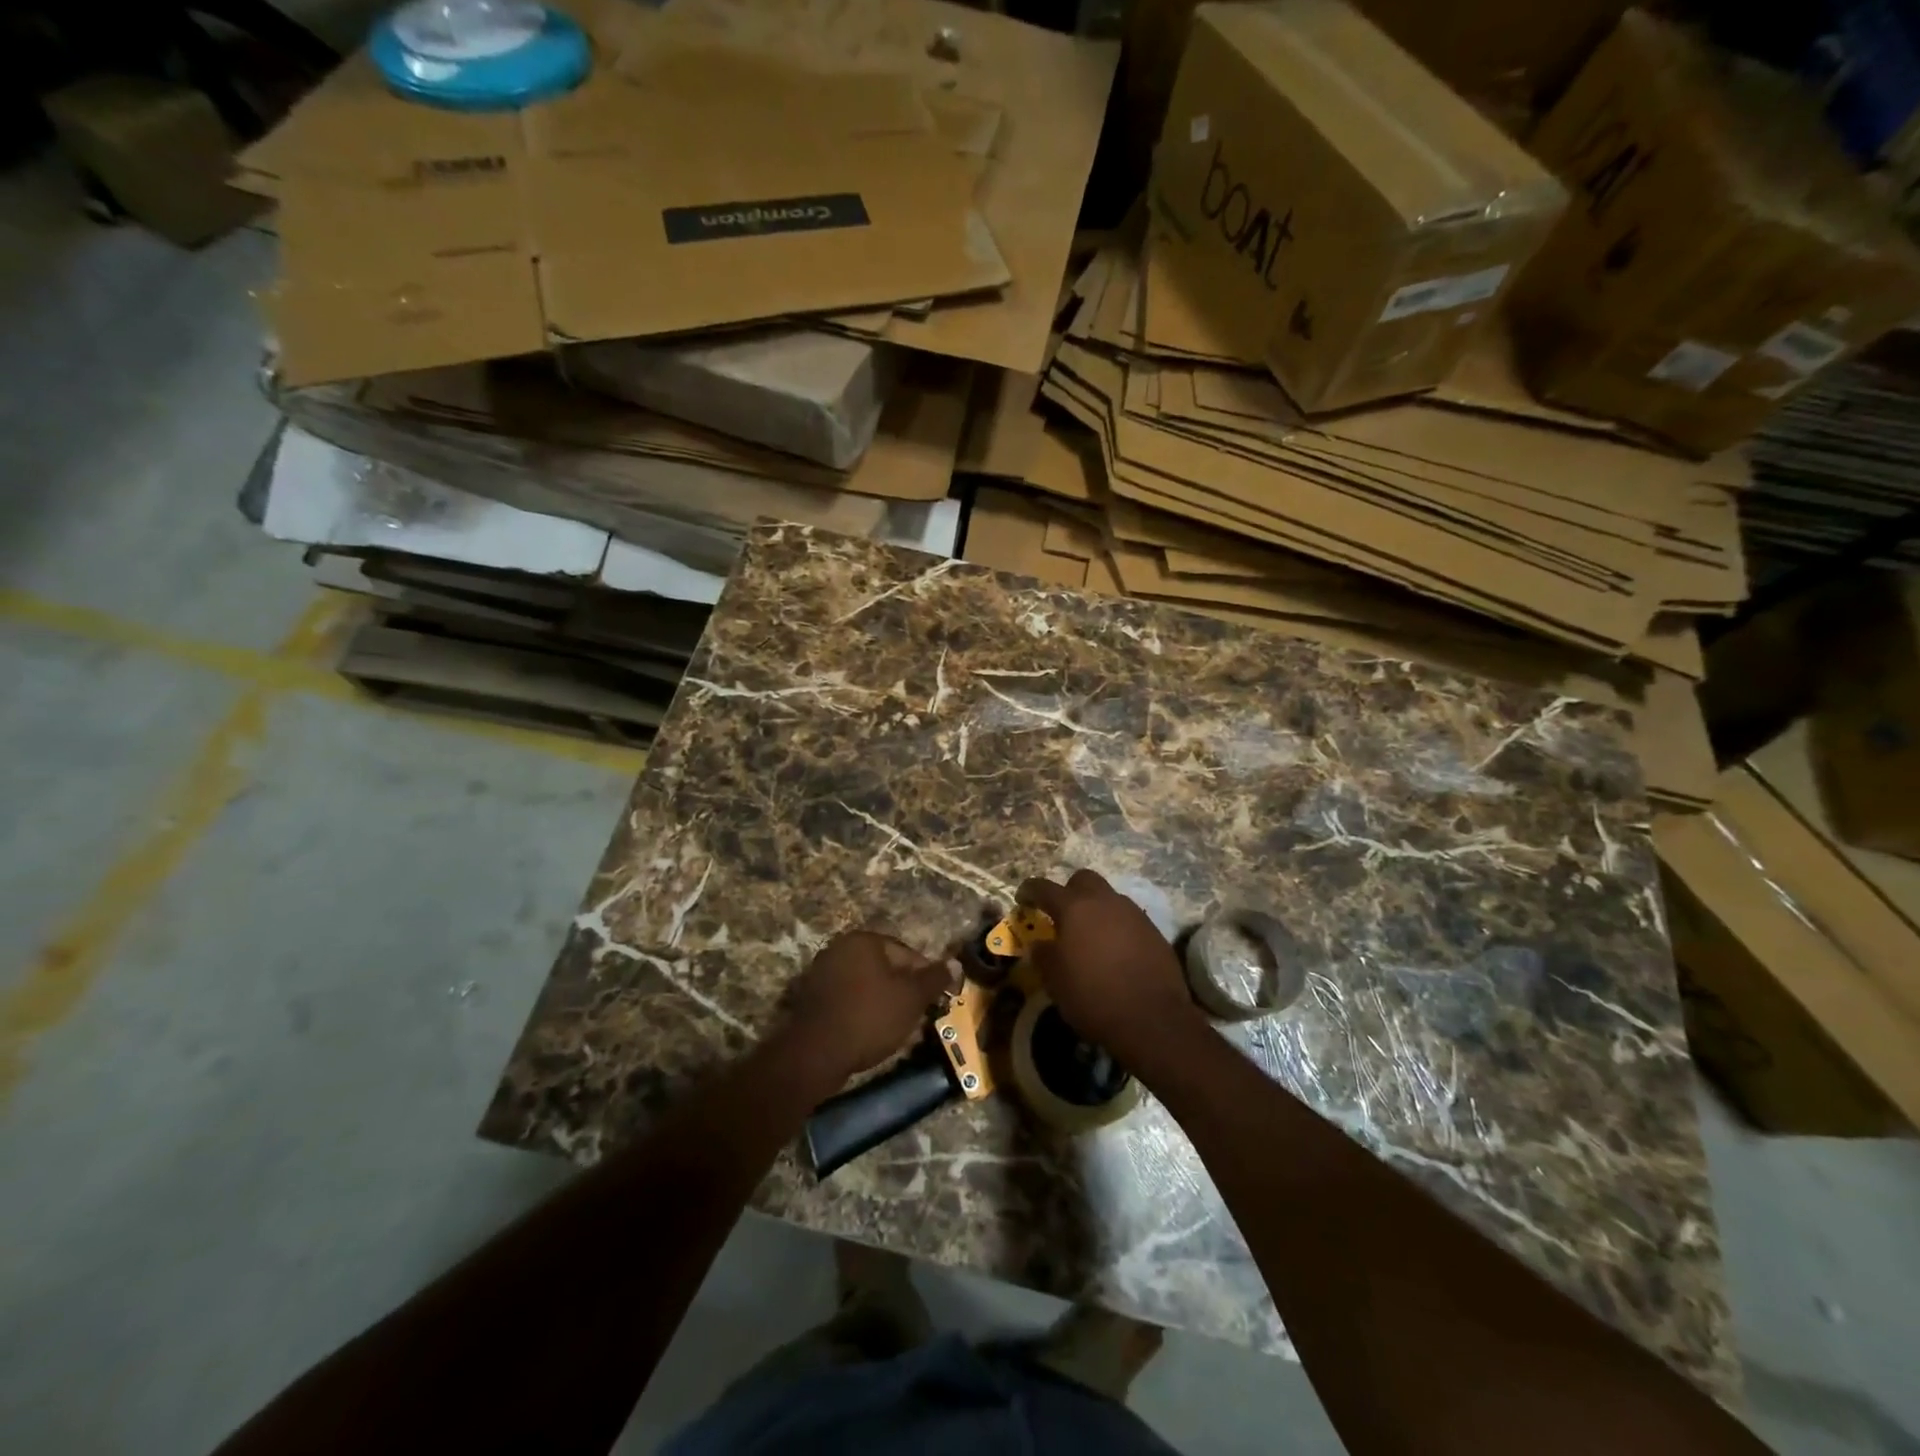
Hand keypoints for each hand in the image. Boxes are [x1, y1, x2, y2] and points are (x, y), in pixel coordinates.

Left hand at [777, 931, 956, 1091]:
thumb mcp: (911, 998)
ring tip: (895, 1026)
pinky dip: (860, 1010)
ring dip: (882, 1000)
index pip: (906, 953)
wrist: (816, 1054)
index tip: (934, 1000)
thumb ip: (934, 978)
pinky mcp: (811, 997)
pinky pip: (847, 998)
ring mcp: (821, 972)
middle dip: (902, 989)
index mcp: (864, 940)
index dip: (925, 977)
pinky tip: (869, 1031)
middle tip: (917, 1014)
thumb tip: (955, 962)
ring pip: (865, 983)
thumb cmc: (870, 1018)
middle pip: (884, 966)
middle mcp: (840, 947)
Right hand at [1018, 870, 1202, 1065]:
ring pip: (1109, 898)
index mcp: (1074, 908)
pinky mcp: (1154, 931)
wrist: (1153, 1019)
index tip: (1022, 898)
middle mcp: (1105, 902)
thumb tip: (1040, 944)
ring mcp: (1133, 914)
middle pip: (1083, 880)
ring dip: (1096, 909)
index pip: (1045, 888)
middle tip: (1061, 914)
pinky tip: (1114, 951)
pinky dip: (1116, 927)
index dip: (1030, 891)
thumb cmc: (1093, 996)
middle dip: (1069, 891)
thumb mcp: (1055, 981)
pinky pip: (1128, 918)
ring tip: (1089, 935)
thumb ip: (1044, 956)